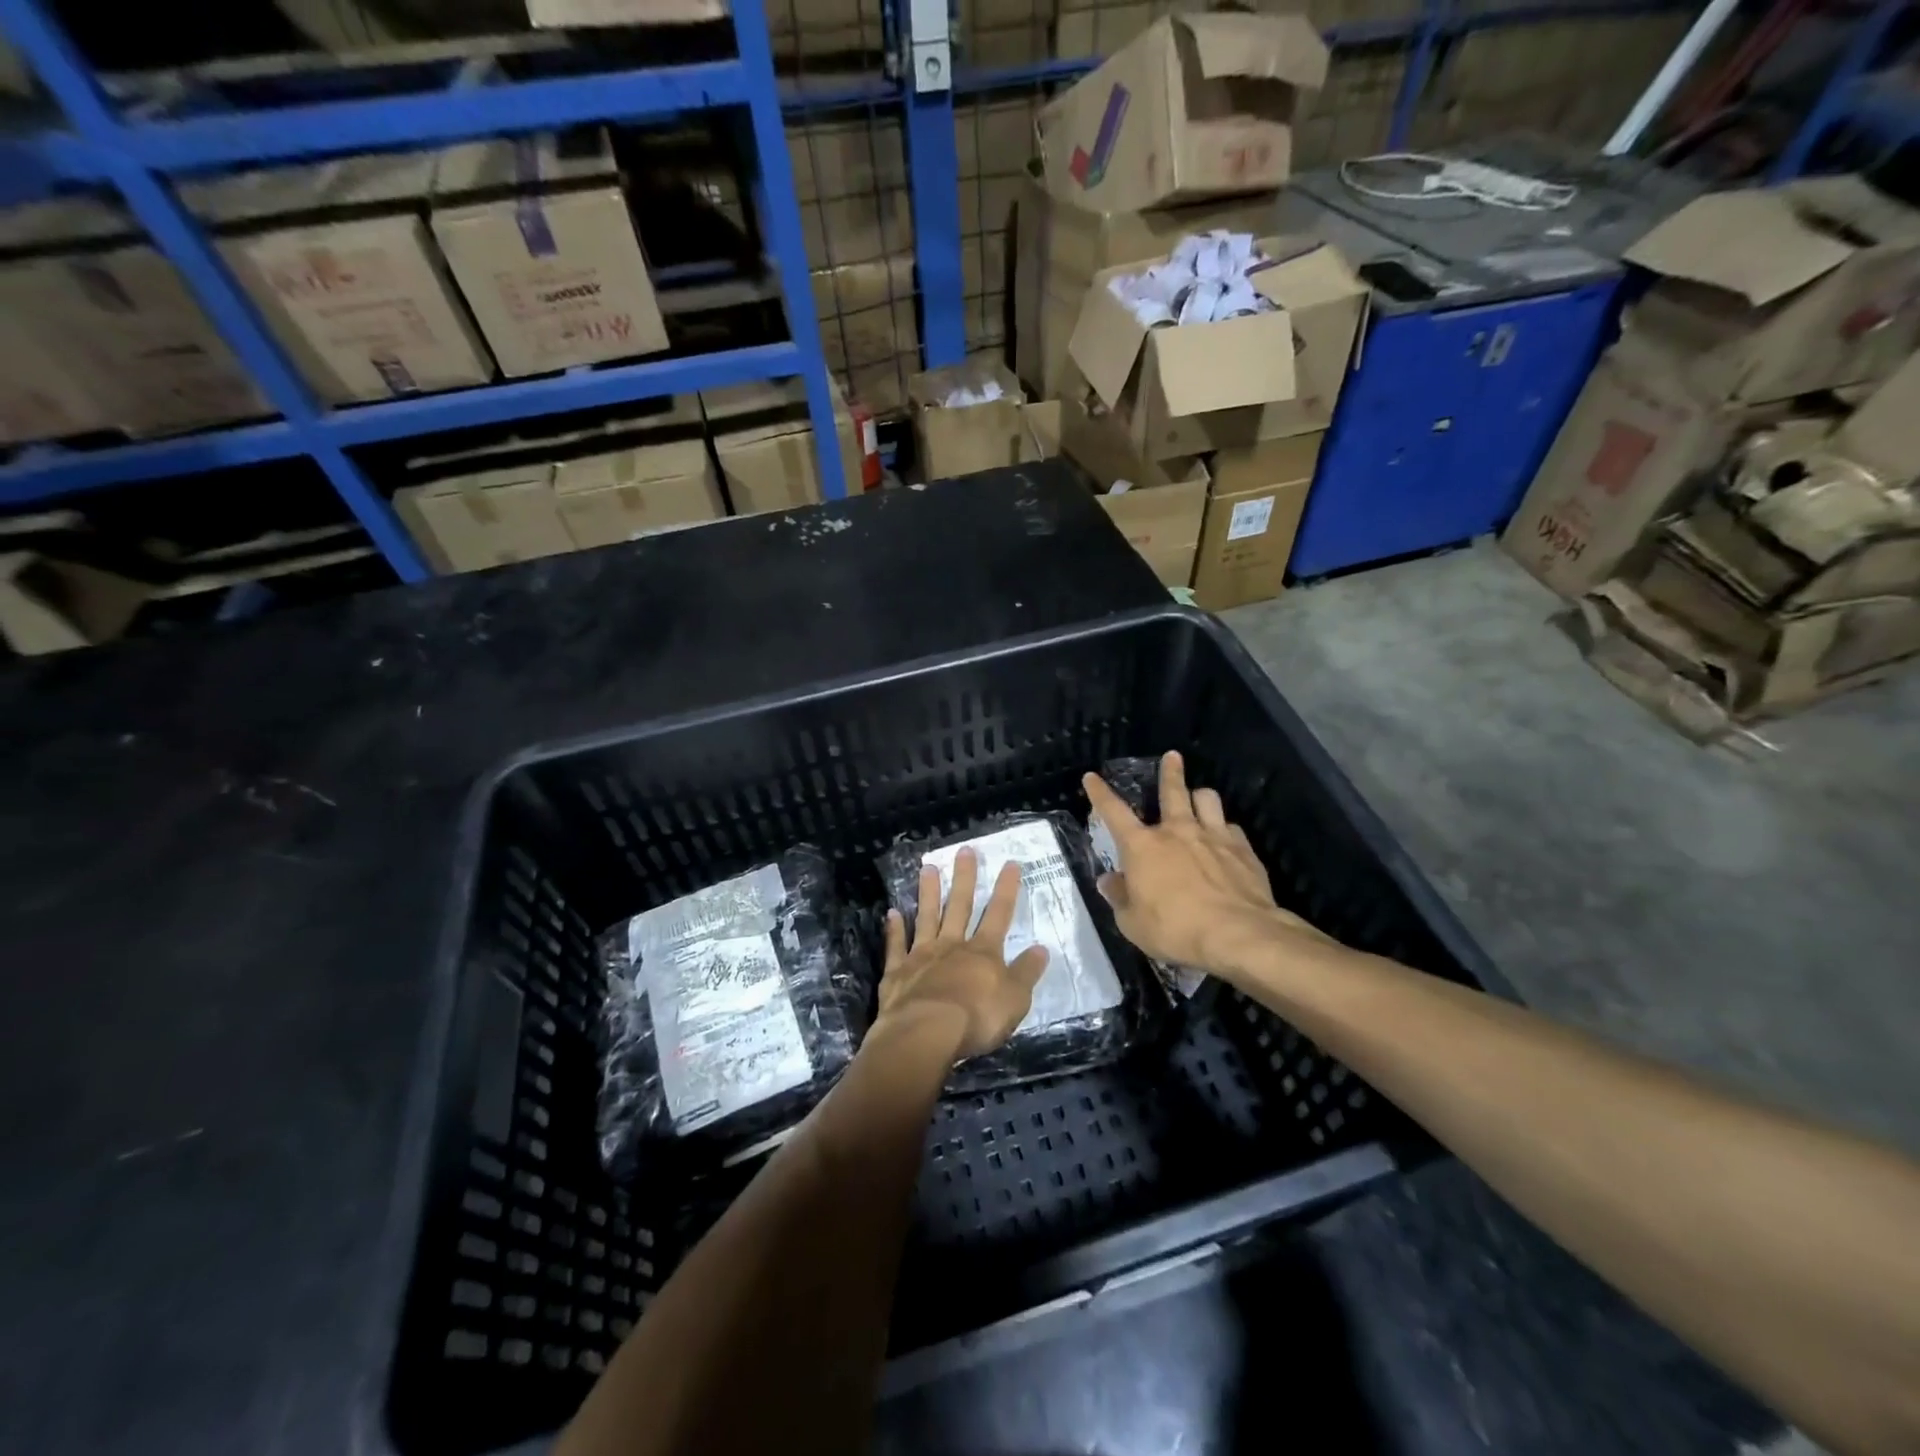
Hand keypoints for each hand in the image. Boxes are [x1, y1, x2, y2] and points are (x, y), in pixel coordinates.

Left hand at [877, 849, 1049, 1061]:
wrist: (926, 1032)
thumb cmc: (976, 1018)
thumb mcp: (1015, 999)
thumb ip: (1026, 973)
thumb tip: (1041, 949)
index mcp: (983, 953)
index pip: (999, 914)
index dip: (1006, 889)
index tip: (1010, 863)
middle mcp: (952, 946)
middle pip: (959, 906)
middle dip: (964, 878)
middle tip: (964, 850)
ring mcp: (921, 955)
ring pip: (926, 917)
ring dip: (928, 893)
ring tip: (927, 868)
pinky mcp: (897, 971)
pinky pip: (896, 945)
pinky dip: (894, 929)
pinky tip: (891, 912)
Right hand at [1083, 751, 1334, 984]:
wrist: (1237, 934)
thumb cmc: (1175, 929)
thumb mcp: (1132, 923)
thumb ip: (1120, 898)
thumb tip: (1109, 881)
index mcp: (1142, 847)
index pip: (1113, 812)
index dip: (1100, 793)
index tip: (1092, 777)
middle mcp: (1177, 831)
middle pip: (1172, 790)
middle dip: (1169, 771)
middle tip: (1172, 756)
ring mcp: (1213, 836)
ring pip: (1207, 799)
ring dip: (1200, 796)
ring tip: (1200, 798)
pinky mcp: (1243, 849)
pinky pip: (1232, 827)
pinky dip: (1225, 829)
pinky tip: (1226, 839)